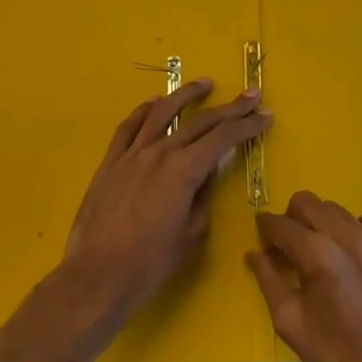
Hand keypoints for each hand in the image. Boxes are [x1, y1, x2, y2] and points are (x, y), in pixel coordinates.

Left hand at [61, 80, 270, 320]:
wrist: (96, 277)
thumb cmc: (150, 264)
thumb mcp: (192, 234)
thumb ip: (203, 197)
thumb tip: (207, 175)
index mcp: (184, 170)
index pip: (224, 137)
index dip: (248, 125)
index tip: (265, 116)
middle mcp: (160, 152)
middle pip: (201, 121)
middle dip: (231, 107)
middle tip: (251, 95)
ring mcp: (132, 154)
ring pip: (162, 112)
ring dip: (186, 95)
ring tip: (205, 84)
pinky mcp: (110, 162)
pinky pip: (129, 127)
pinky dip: (144, 110)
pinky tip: (154, 103)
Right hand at [248, 191, 361, 361]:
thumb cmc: (335, 354)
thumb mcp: (290, 323)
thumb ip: (268, 280)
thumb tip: (254, 252)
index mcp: (318, 256)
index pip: (282, 225)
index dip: (267, 227)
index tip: (263, 233)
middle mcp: (347, 237)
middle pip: (308, 203)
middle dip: (292, 218)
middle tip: (291, 244)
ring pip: (338, 209)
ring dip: (323, 224)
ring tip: (325, 251)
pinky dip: (360, 225)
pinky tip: (357, 249)